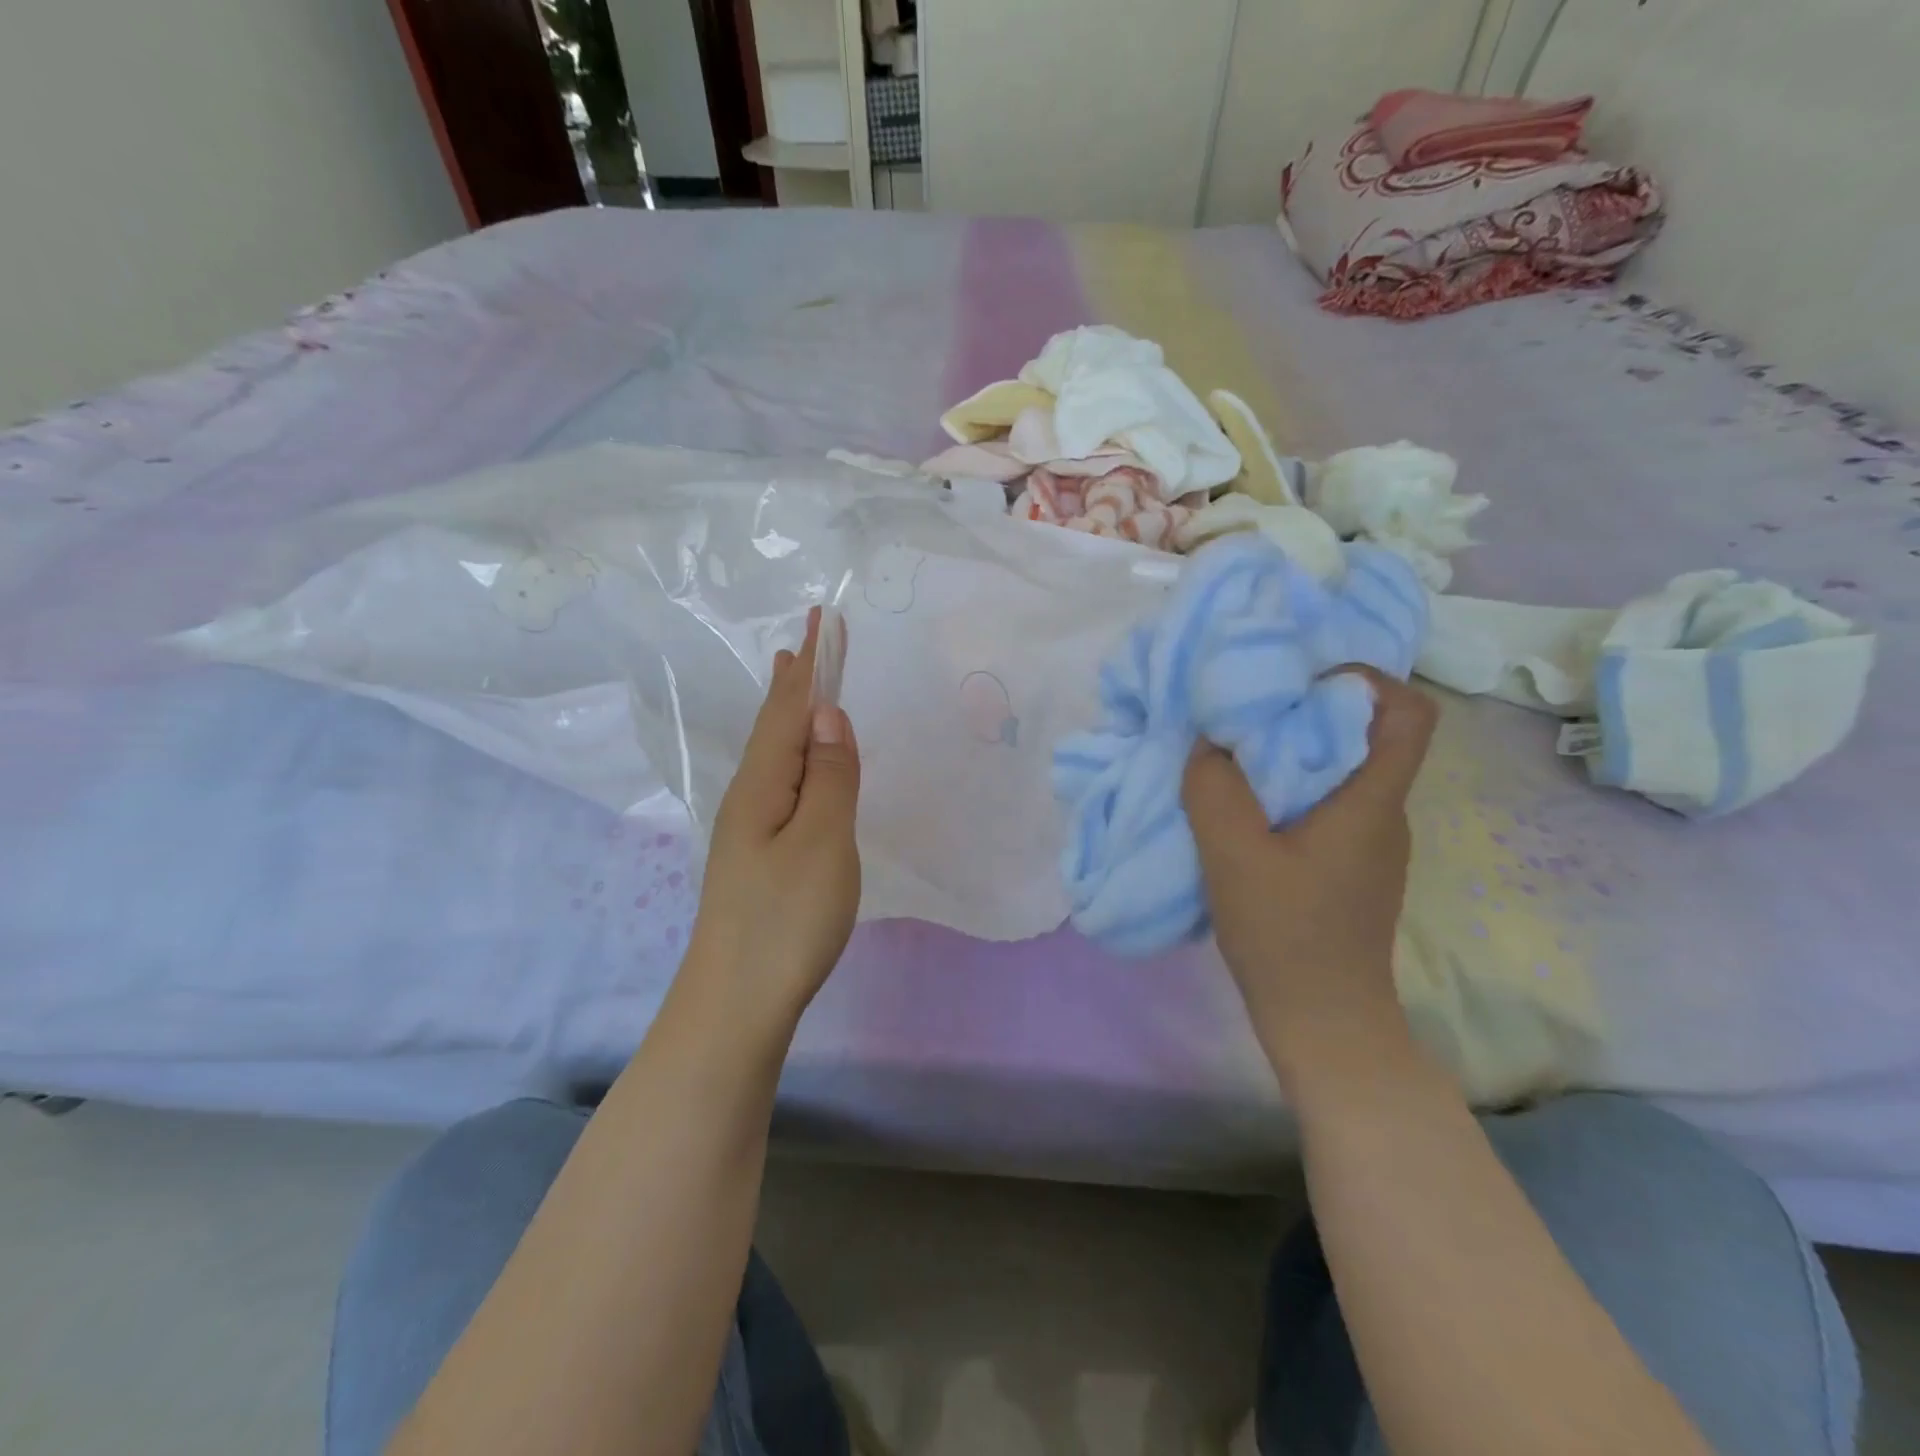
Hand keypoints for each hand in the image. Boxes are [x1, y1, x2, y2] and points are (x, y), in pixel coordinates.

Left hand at [681, 607, 860, 1033]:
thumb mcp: (822, 841)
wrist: (736, 1001)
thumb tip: (831, 716)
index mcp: (764, 783)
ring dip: (789, 714)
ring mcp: (749, 828)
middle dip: (793, 681)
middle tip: (803, 641)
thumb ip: (830, 776)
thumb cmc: (786, 918)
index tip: (818, 620)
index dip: (809, 664)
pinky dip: (792, 754)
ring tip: (795, 685)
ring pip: (775, 754)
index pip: (790, 708)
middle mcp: (750, 796)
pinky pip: (780, 782)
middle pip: (776, 725)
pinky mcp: (757, 855)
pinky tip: (793, 765)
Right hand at [1182, 668, 1435, 1079]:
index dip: (1366, 679)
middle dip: (1308, 710)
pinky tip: (1244, 808)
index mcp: (1372, 802)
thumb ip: (1213, 789)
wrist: (1322, 1022)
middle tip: (1246, 709)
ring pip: (1341, 772)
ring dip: (1292, 753)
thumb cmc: (1286, 934)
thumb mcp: (1233, 855)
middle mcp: (1382, 813)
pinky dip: (1287, 789)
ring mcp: (1369, 844)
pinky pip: (1325, 805)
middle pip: (1367, 736)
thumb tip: (1208, 743)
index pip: (1409, 714)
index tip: (1302, 678)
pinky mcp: (1348, 867)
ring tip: (1235, 754)